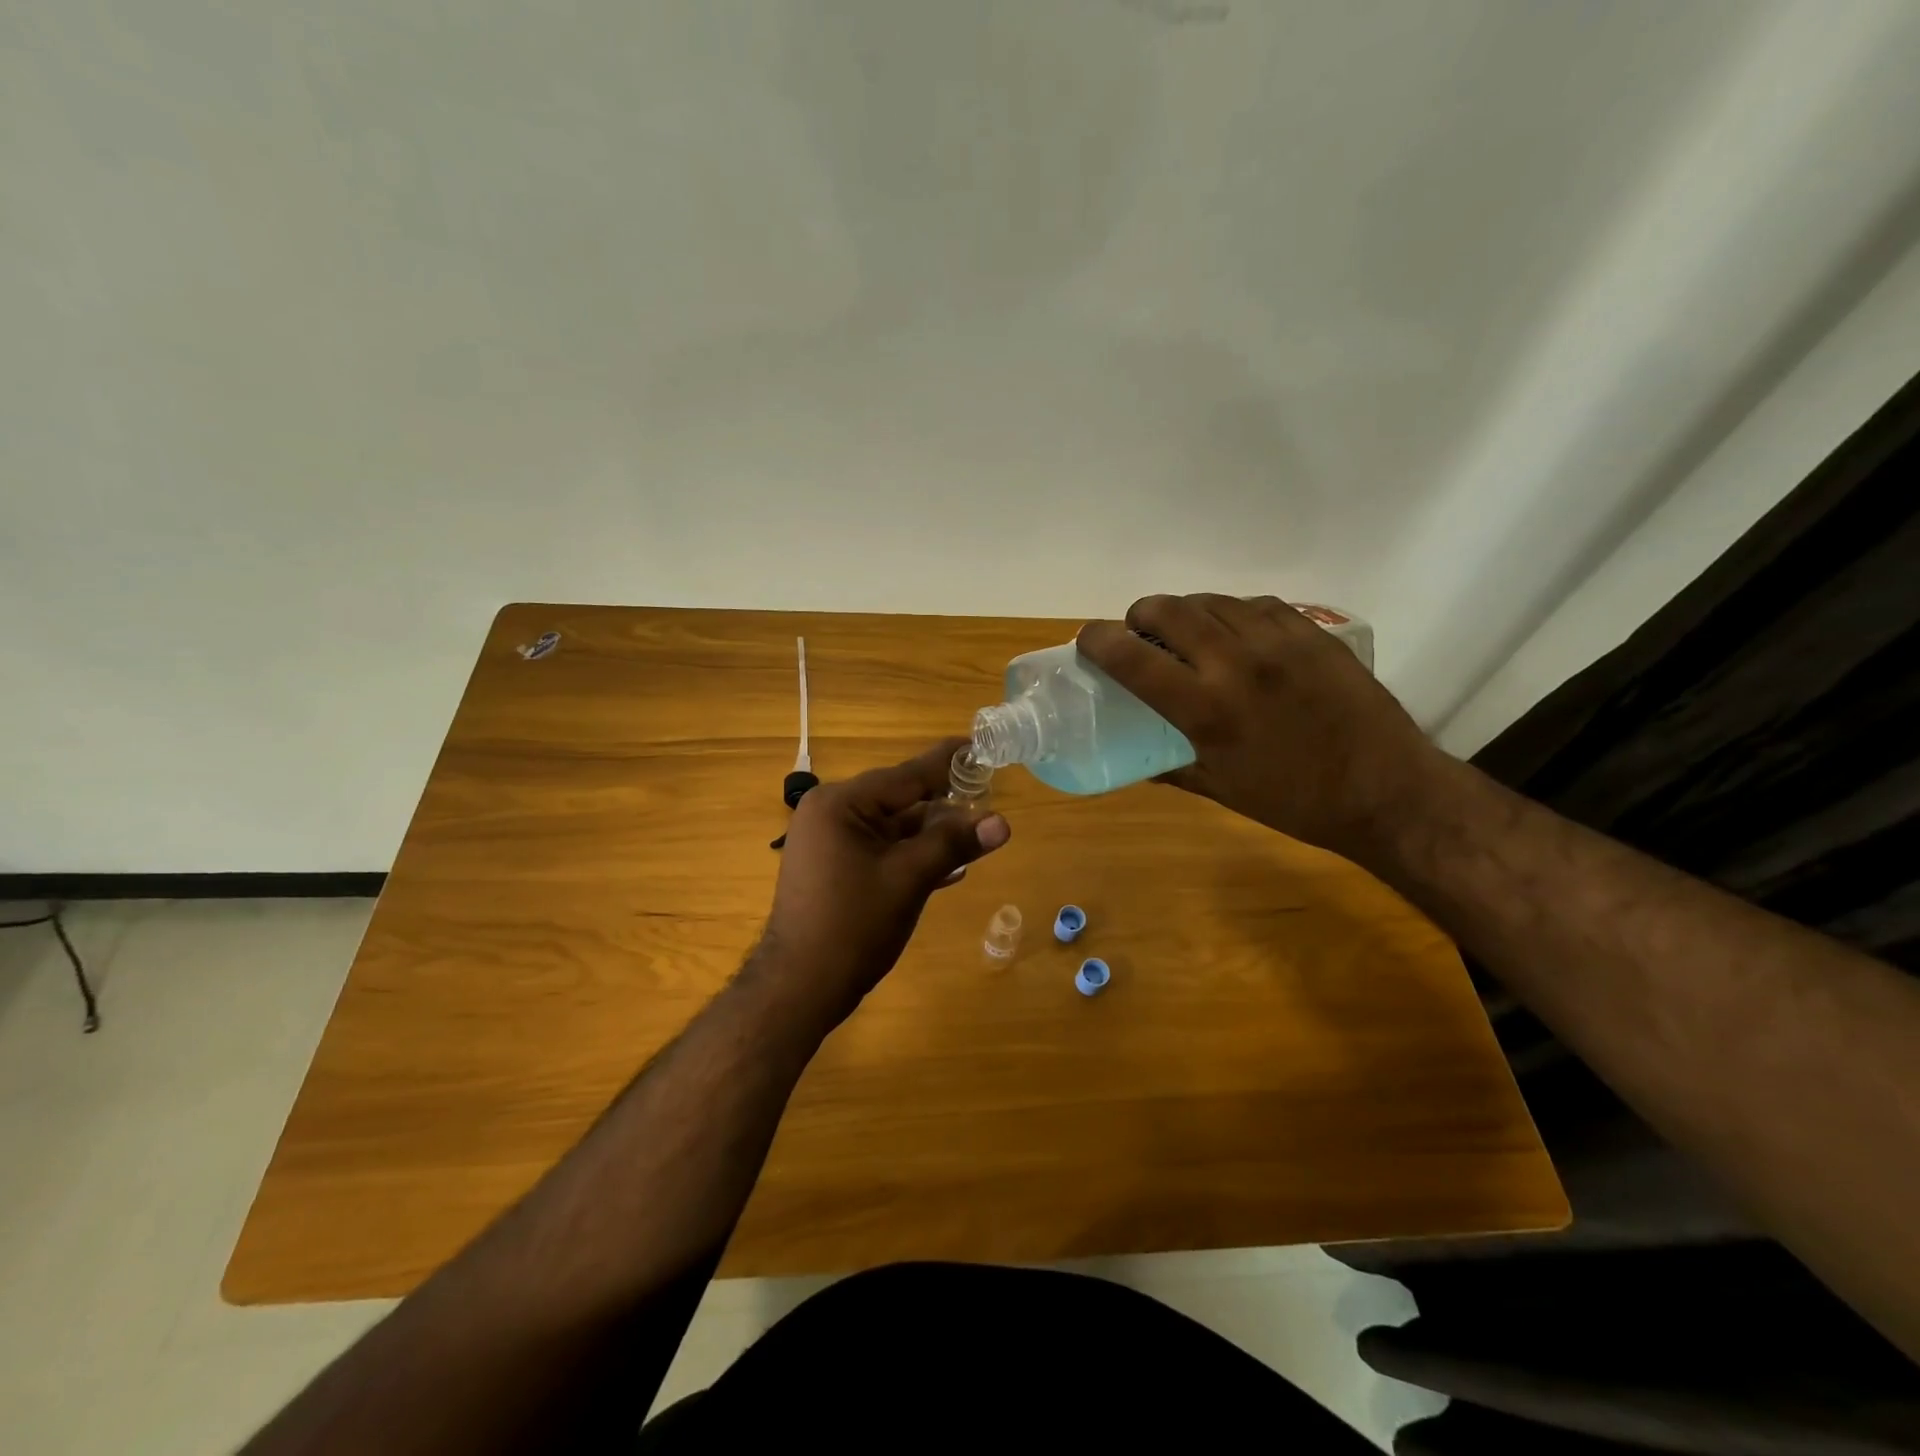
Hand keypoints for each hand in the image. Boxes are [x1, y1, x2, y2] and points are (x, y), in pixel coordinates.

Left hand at [761, 738, 1010, 1021]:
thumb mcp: (909, 878)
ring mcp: (829, 842)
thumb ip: (953, 843)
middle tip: (989, 798)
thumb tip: (1002, 822)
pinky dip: (911, 855)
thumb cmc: (853, 925)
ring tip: (977, 834)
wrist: (800, 988)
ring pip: (892, 828)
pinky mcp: (834, 868)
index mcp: (841, 803)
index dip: (948, 764)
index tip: (980, 747)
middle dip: (944, 806)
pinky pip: (880, 849)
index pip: (907, 776)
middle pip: (900, 800)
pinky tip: (949, 867)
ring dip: (932, 835)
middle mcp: (831, 813)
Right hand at [1077, 594, 1447, 859]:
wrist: (1387, 791)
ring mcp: (1279, 642)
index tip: (1087, 640)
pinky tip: (1237, 634)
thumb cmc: (1294, 802)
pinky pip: (1257, 605)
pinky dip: (1233, 614)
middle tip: (1140, 633)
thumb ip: (1170, 768)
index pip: (1133, 657)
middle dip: (1140, 614)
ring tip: (1188, 634)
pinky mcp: (1313, 633)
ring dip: (1187, 611)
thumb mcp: (1220, 790)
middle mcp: (1236, 664)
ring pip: (1212, 600)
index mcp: (1207, 709)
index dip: (1098, 640)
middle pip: (1169, 609)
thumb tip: (1137, 761)